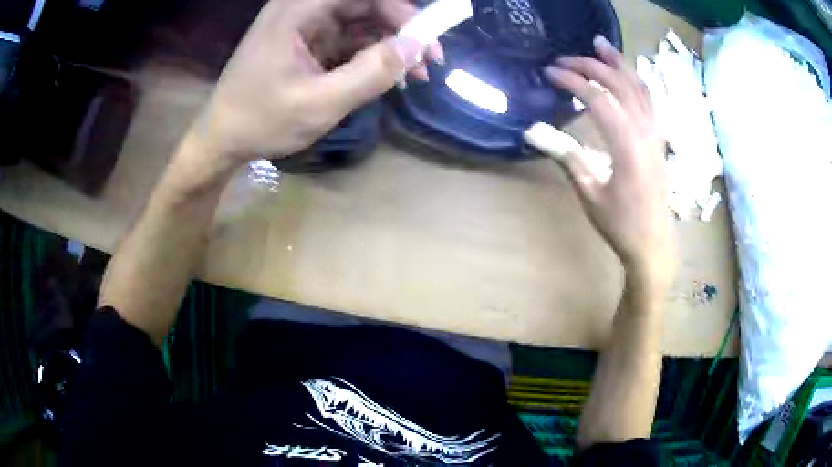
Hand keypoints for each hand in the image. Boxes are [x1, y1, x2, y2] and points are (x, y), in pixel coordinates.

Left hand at [193, 0, 435, 162]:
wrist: (222, 139)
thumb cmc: (260, 121)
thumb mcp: (319, 103)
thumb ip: (370, 73)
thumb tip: (416, 47)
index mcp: (298, 10)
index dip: (401, 10)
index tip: (427, 40)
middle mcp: (302, 9)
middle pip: (365, 5)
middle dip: (400, 30)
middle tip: (426, 63)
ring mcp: (304, 27)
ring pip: (360, 23)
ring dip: (388, 46)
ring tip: (411, 76)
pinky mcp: (306, 44)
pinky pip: (347, 41)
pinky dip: (369, 57)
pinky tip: (385, 78)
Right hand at [537, 36, 673, 279]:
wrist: (652, 243)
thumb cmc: (620, 225)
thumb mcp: (590, 194)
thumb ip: (566, 157)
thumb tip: (533, 132)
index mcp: (628, 147)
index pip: (599, 99)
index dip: (573, 81)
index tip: (550, 73)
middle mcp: (646, 133)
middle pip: (620, 85)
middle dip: (591, 66)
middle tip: (565, 58)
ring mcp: (656, 134)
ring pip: (640, 88)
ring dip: (619, 63)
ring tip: (600, 45)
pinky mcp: (659, 139)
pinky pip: (650, 101)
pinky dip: (636, 80)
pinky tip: (626, 73)